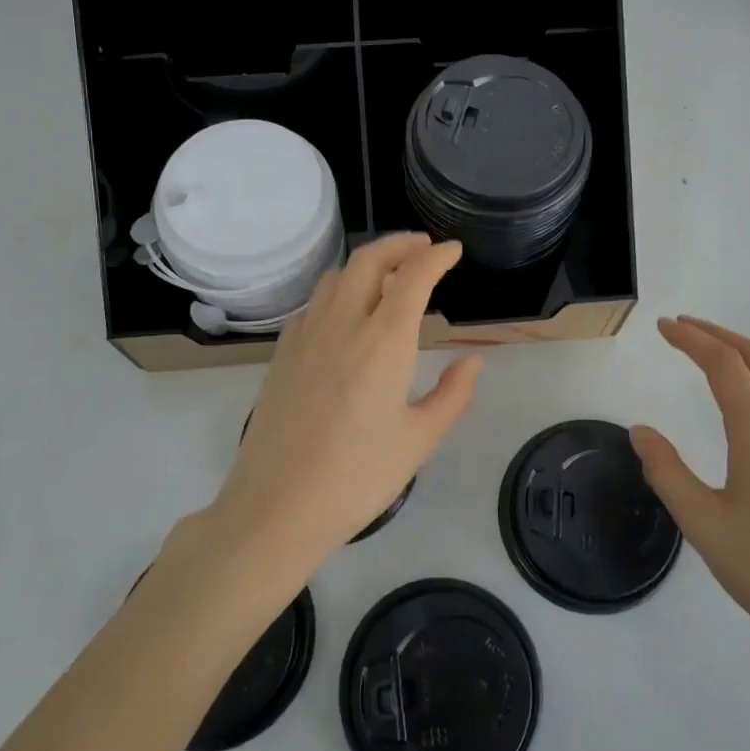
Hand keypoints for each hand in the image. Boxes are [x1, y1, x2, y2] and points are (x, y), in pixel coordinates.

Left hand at [208, 234, 481, 575]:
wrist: (277, 505)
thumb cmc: (357, 477)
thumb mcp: (419, 440)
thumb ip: (453, 395)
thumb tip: (472, 361)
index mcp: (383, 341)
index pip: (413, 277)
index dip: (437, 257)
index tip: (453, 251)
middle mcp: (342, 324)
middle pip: (369, 260)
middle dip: (399, 245)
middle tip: (422, 248)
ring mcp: (306, 335)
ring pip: (337, 277)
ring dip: (367, 264)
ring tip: (388, 277)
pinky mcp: (282, 353)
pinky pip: (313, 304)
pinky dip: (337, 292)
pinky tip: (345, 315)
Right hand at [631, 316, 749, 670]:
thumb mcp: (703, 524)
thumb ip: (667, 470)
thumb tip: (642, 432)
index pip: (724, 364)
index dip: (691, 339)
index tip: (663, 327)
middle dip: (718, 334)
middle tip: (681, 328)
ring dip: (740, 356)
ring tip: (706, 355)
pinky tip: (742, 403)